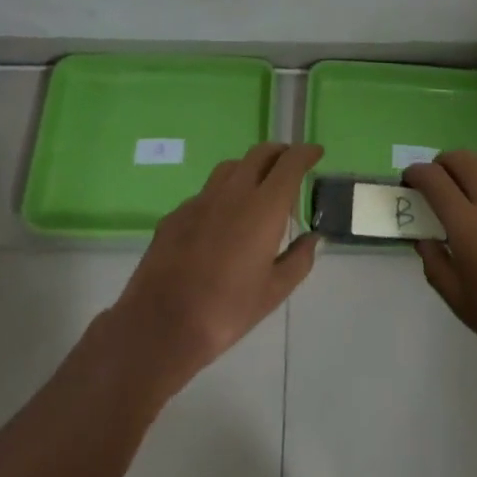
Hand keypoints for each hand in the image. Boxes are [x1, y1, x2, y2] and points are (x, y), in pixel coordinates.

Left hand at [107, 143, 321, 394]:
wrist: (161, 324)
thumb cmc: (226, 310)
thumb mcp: (273, 293)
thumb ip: (298, 260)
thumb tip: (313, 238)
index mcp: (264, 207)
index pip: (290, 163)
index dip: (306, 153)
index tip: (316, 152)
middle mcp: (234, 191)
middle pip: (260, 154)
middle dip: (280, 153)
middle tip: (290, 164)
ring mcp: (201, 199)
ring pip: (231, 167)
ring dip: (250, 167)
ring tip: (257, 187)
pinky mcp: (177, 212)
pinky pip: (206, 192)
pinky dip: (222, 194)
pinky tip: (221, 220)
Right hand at [404, 151, 476, 387]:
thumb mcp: (459, 301)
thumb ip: (436, 263)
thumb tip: (424, 239)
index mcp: (466, 222)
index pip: (433, 179)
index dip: (416, 173)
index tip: (409, 180)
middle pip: (461, 159)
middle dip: (441, 163)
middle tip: (435, 179)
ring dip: (470, 165)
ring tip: (465, 184)